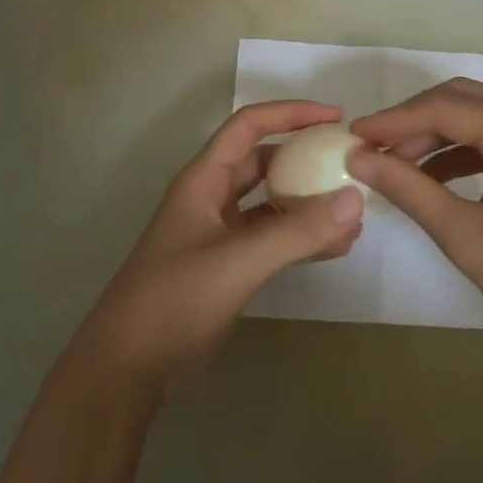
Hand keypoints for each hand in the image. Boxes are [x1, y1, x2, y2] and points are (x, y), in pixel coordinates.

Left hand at [68, 101, 364, 397]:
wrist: (126, 369)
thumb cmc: (174, 300)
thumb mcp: (239, 261)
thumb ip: (298, 232)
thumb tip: (356, 199)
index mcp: (204, 179)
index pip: (249, 126)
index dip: (291, 113)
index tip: (336, 118)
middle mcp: (211, 197)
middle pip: (264, 161)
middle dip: (305, 157)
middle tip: (350, 165)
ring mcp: (218, 233)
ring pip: (271, 202)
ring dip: (308, 203)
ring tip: (353, 213)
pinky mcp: (227, 266)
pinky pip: (271, 238)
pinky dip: (301, 238)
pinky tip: (336, 248)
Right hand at [348, 79, 482, 370]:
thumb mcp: (463, 234)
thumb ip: (407, 187)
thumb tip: (358, 158)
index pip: (444, 108)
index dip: (394, 121)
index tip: (353, 135)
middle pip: (464, 100)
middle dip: (414, 122)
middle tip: (373, 148)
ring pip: (482, 116)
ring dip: (438, 135)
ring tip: (397, 165)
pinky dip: (466, 150)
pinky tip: (435, 175)